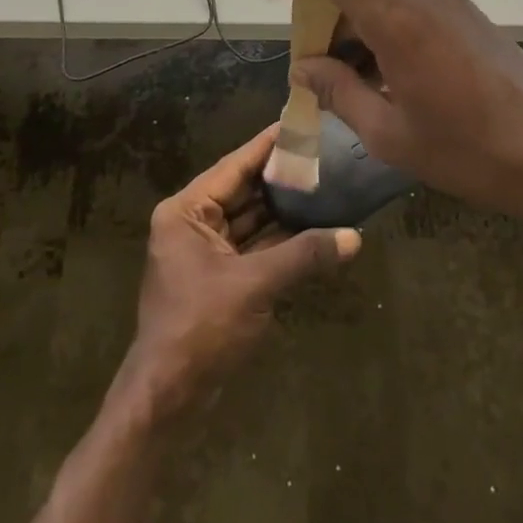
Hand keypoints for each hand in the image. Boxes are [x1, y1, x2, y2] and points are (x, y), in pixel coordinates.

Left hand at [115, 123, 360, 423]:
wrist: (168, 398)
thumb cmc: (201, 328)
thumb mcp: (254, 286)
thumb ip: (303, 256)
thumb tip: (354, 237)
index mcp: (186, 212)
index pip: (233, 167)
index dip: (267, 146)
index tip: (300, 124)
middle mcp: (192, 224)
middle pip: (243, 191)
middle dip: (282, 178)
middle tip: (323, 155)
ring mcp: (205, 253)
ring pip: (251, 220)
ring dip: (285, 210)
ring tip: (326, 186)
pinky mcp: (219, 278)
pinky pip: (253, 247)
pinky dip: (280, 241)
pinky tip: (314, 229)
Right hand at [259, 0, 522, 230]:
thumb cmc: (473, 153)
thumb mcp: (392, 134)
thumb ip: (339, 92)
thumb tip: (305, 66)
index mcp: (398, 17)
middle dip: (325, 29)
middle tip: (314, 78)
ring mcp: (453, 6)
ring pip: (383, 10)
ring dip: (358, 42)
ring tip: (354, 95)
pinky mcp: (473, 21)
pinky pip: (413, 20)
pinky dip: (388, 44)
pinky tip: (394, 90)